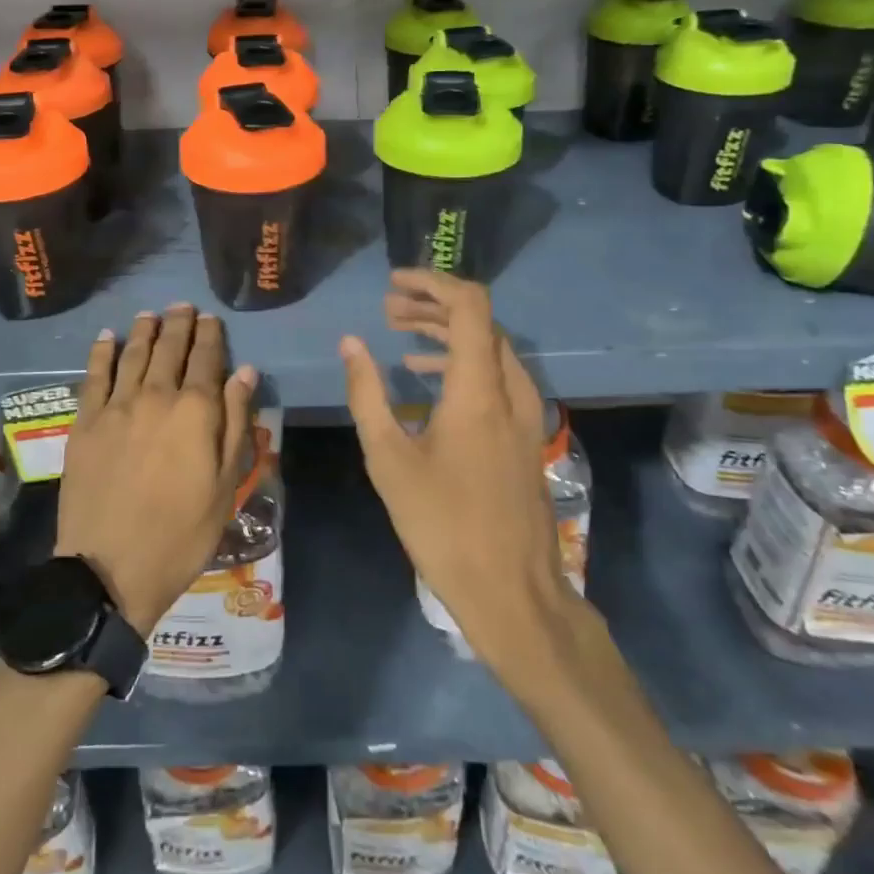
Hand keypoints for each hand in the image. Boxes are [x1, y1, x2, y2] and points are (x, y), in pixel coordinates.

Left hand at [56, 305, 257, 635]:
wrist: (110, 570)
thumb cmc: (182, 533)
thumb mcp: (226, 485)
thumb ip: (236, 423)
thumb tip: (244, 372)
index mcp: (196, 411)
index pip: (207, 359)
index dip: (210, 335)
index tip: (211, 319)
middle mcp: (156, 396)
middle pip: (169, 348)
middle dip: (178, 324)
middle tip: (182, 306)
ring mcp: (116, 407)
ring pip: (133, 355)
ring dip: (144, 330)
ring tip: (150, 313)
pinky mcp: (84, 423)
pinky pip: (93, 376)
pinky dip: (101, 352)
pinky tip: (107, 337)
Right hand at [340, 270, 581, 677]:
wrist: (512, 591)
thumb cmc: (442, 524)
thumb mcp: (389, 458)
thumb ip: (367, 393)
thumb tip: (351, 343)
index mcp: (478, 388)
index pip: (469, 304)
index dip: (432, 282)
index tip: (393, 283)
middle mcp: (509, 388)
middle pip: (478, 320)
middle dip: (432, 304)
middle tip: (388, 309)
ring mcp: (523, 411)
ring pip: (488, 346)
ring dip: (446, 332)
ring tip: (399, 334)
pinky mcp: (523, 432)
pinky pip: (495, 374)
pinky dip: (461, 361)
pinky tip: (426, 376)